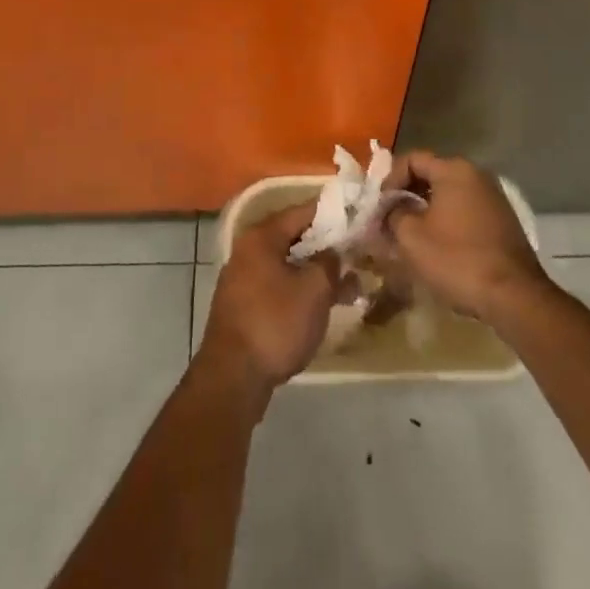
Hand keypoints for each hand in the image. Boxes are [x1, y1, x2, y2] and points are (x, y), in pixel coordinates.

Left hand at [199, 203, 341, 397]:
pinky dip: (300, 289)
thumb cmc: (276, 323)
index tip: (356, 215)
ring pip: (287, 265)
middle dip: (325, 246)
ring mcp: (242, 279)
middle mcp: (248, 250)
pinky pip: (278, 285)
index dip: (331, 213)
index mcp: (262, 237)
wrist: (233, 377)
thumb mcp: (314, 289)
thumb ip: (329, 263)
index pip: (302, 212)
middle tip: (356, 252)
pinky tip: (322, 305)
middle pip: (293, 238)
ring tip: (347, 284)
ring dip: (315, 272)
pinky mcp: (243, 305)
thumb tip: (333, 253)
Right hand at [383, 152, 548, 324]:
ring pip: (448, 194)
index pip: (411, 159)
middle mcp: (476, 174)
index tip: (380, 207)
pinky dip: (447, 220)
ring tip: (410, 236)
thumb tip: (391, 209)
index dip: (390, 180)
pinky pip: (465, 210)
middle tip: (390, 221)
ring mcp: (493, 196)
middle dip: (407, 196)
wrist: (514, 295)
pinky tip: (437, 245)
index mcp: (454, 170)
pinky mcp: (502, 219)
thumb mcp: (412, 238)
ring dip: (426, 210)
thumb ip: (393, 214)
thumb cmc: (457, 259)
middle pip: (431, 174)